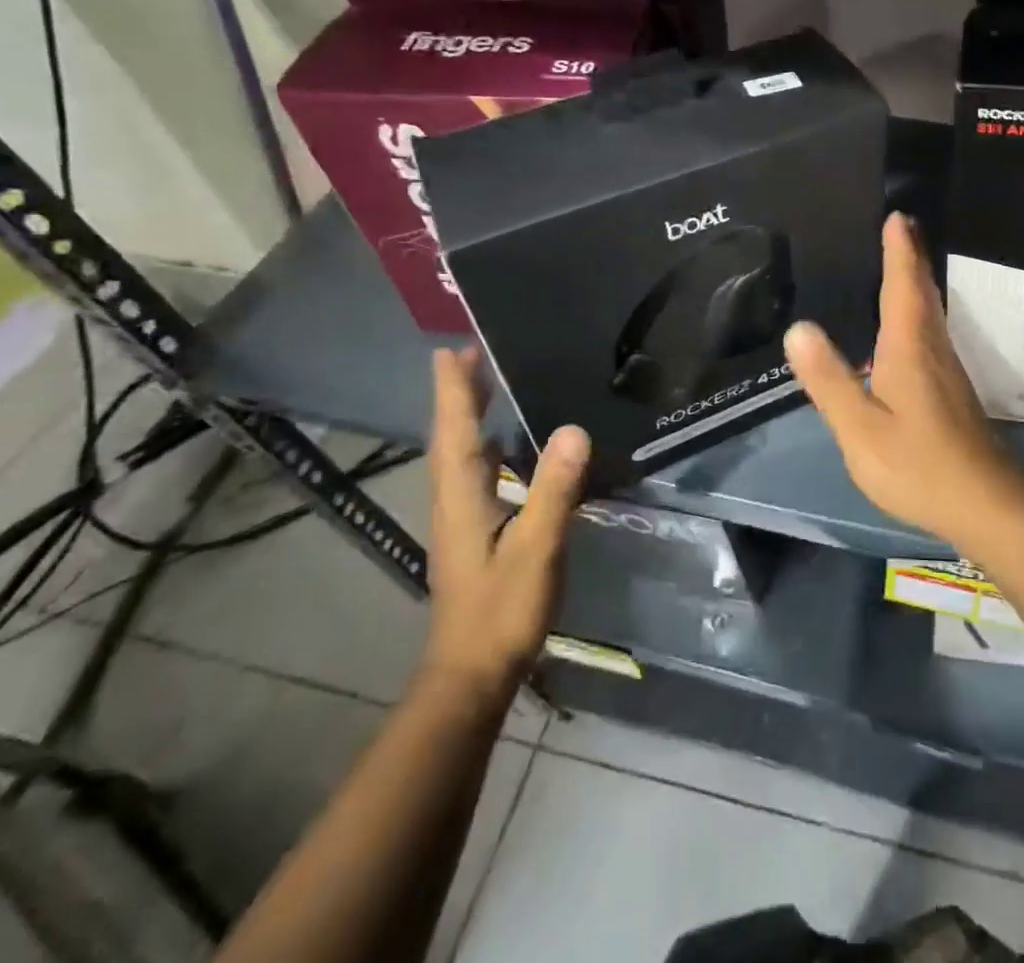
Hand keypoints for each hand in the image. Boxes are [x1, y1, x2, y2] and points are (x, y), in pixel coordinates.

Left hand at [418, 348, 589, 711]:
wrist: (472, 674)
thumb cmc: (502, 610)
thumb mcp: (537, 548)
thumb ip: (554, 490)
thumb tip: (572, 429)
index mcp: (462, 498)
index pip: (456, 432)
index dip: (453, 390)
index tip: (451, 349)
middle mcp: (454, 501)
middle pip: (452, 437)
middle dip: (459, 395)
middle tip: (472, 355)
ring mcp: (461, 520)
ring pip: (461, 456)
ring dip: (469, 418)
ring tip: (488, 387)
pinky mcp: (474, 535)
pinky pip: (476, 475)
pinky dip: (485, 448)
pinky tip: (507, 448)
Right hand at [784, 212, 1023, 544]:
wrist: (984, 503)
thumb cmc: (917, 464)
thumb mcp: (860, 428)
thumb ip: (829, 380)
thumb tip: (798, 328)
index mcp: (909, 348)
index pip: (903, 285)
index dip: (899, 251)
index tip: (897, 217)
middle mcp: (933, 348)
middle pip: (924, 291)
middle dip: (912, 257)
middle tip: (901, 227)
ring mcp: (946, 370)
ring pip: (932, 312)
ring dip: (917, 282)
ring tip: (901, 263)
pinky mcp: (951, 391)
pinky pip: (931, 333)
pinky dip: (919, 311)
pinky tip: (905, 328)